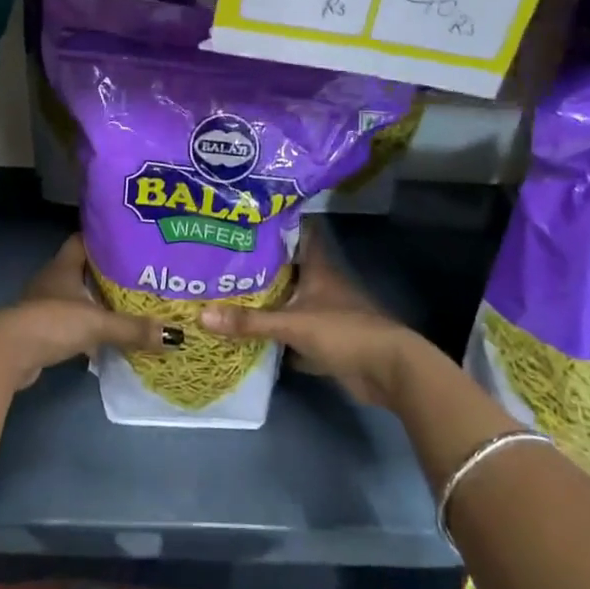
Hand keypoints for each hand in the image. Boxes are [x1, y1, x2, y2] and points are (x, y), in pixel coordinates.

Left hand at [0, 236, 173, 391]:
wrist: (9, 353)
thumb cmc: (53, 322)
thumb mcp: (98, 323)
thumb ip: (134, 328)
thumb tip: (175, 336)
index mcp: (63, 266)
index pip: (83, 240)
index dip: (104, 238)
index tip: (129, 240)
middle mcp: (52, 280)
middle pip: (83, 270)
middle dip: (108, 274)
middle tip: (140, 276)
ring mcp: (44, 306)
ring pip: (76, 298)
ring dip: (97, 303)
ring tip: (129, 305)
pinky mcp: (41, 330)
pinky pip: (70, 323)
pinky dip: (87, 327)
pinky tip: (106, 337)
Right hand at [199, 234, 426, 408]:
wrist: (387, 371)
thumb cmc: (344, 332)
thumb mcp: (293, 324)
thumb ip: (250, 321)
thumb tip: (202, 315)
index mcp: (318, 269)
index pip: (298, 234)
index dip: (276, 224)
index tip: (245, 218)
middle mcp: (321, 286)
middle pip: (286, 270)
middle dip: (258, 266)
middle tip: (221, 258)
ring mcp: (324, 314)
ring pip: (288, 301)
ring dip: (264, 301)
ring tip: (225, 292)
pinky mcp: (324, 341)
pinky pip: (292, 333)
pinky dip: (273, 335)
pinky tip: (246, 333)